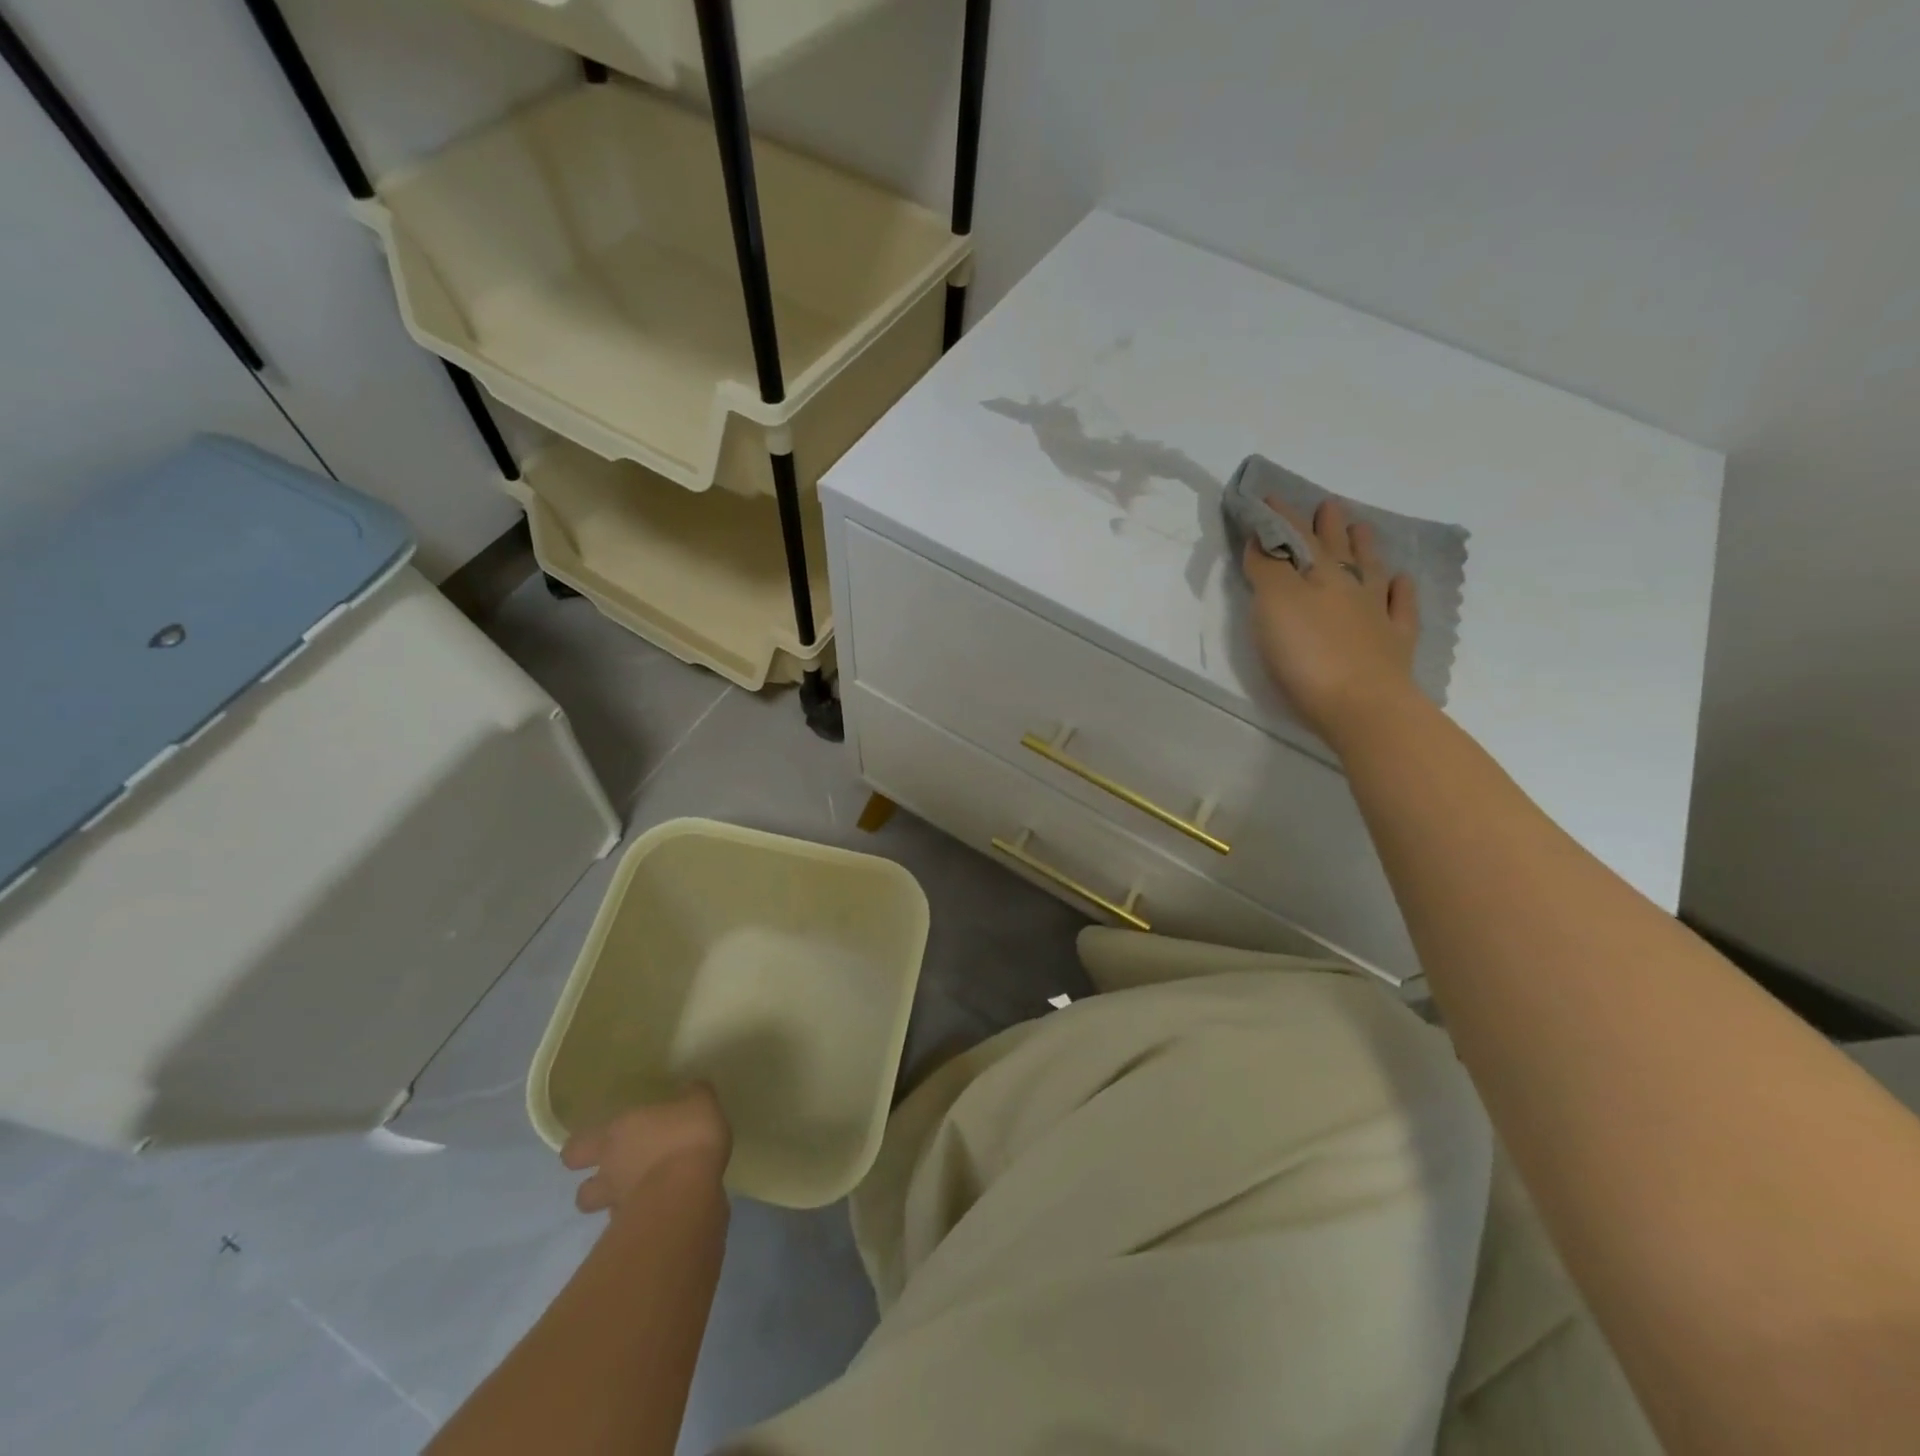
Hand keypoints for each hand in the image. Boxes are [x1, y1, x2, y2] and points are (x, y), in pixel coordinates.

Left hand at [561, 1086, 731, 1214]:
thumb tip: (690, 1090)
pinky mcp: (638, 1230)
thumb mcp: (700, 1102)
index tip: (596, 1145)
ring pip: (604, 1211)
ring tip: (641, 1195)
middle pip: (582, 1190)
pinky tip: (663, 1210)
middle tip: (616, 1175)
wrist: (689, 1191)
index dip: (582, 1149)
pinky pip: (632, 1225)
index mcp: (616, 1134)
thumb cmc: (686, 1136)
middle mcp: (610, 1171)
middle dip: (593, 1185)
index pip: (576, 1148)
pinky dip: (642, 1219)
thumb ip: (692, 1095)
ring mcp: (620, 1205)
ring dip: (617, 1205)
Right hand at [1243, 498, 1420, 744]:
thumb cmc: (1308, 655)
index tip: (1268, 498)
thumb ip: (1267, 570)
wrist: (1361, 706)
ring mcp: (1377, 615)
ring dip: (1364, 548)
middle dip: (1327, 526)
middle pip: (1336, 549)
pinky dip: (1400, 591)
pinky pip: (1401, 608)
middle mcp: (1350, 587)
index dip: (1281, 518)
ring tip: (1361, 529)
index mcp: (1318, 575)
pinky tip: (1401, 581)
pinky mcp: (1394, 645)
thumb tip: (1263, 540)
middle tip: (1327, 505)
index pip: (1295, 538)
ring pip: (1371, 570)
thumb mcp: (1274, 606)